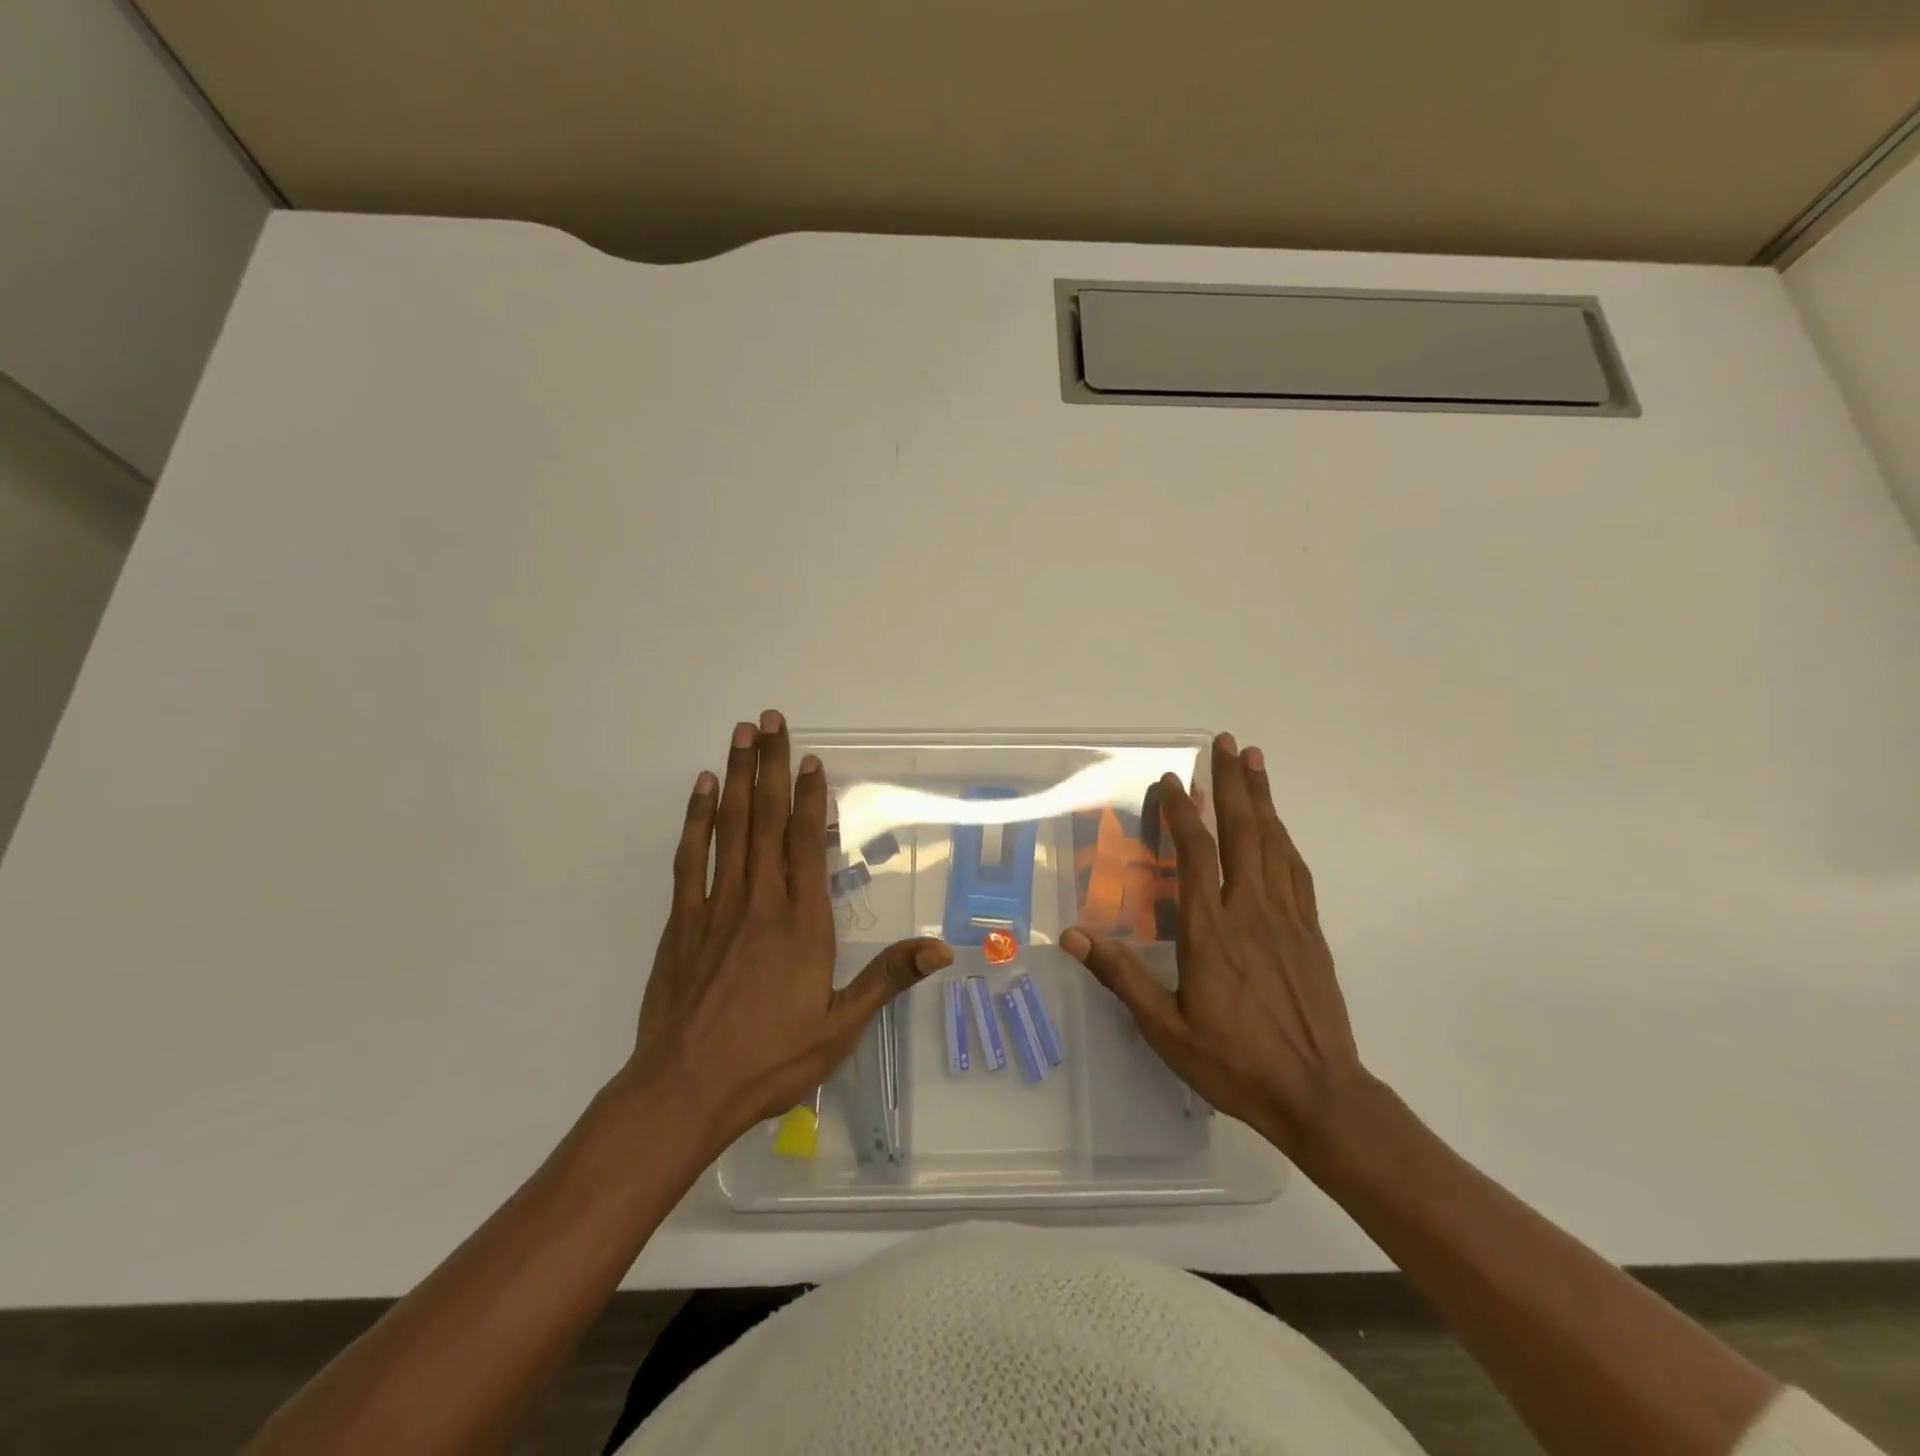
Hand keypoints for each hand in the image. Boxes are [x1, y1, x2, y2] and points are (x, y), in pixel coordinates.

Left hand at [624, 710, 951, 1155]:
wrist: (684, 1090)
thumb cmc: (770, 1060)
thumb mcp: (841, 1027)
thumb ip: (887, 979)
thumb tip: (943, 950)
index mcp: (801, 923)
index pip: (806, 844)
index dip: (809, 797)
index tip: (810, 757)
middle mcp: (759, 902)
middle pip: (765, 820)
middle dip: (768, 766)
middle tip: (768, 719)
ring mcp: (715, 907)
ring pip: (729, 829)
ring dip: (735, 778)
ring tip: (739, 735)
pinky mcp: (681, 922)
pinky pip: (690, 859)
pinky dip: (696, 820)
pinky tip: (700, 791)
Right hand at [1060, 733, 1365, 1158]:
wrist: (1319, 1095)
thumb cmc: (1234, 1062)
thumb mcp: (1165, 1028)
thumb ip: (1121, 977)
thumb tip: (1074, 936)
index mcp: (1211, 931)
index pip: (1195, 855)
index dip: (1182, 812)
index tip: (1172, 779)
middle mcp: (1251, 911)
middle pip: (1242, 832)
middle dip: (1232, 783)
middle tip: (1226, 741)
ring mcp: (1287, 918)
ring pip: (1273, 843)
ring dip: (1262, 798)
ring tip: (1255, 761)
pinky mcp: (1310, 931)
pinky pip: (1296, 871)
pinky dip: (1284, 838)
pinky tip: (1278, 825)